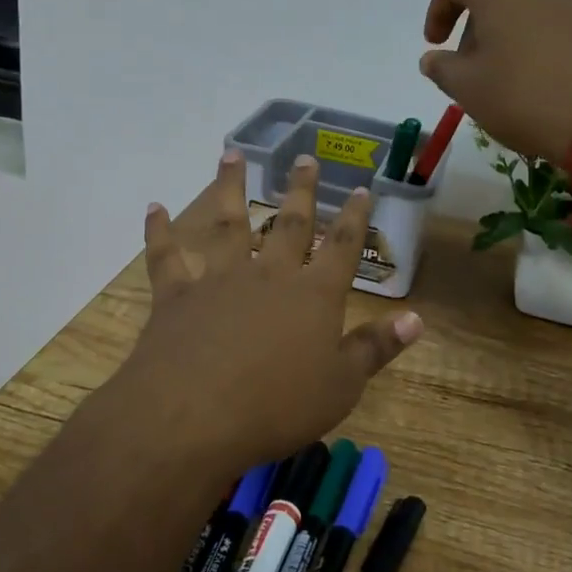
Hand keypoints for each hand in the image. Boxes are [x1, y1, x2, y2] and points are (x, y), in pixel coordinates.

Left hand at [113, 150, 422, 474]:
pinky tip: (154, 208)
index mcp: (313, 296)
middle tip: (304, 158)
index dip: (355, 218)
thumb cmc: (277, 406)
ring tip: (232, 154)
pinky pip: (166, 256)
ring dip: (229, 187)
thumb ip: (375, 348)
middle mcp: (269, 275)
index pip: (342, 248)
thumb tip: (417, 318)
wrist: (194, 416)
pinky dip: (159, 231)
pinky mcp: (177, 295)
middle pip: (289, 223)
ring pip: (228, 224)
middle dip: (301, 190)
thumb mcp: (341, 386)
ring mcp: (220, 280)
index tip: (361, 189)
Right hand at [420, 0, 571, 167]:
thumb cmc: (525, 99)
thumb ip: (442, 69)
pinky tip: (544, 89)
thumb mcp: (468, 90)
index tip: (436, 45)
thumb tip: (434, 59)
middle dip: (474, 33)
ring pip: (529, 15)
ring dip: (508, 42)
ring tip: (508, 86)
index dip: (437, 10)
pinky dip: (540, 51)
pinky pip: (559, 32)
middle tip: (472, 76)